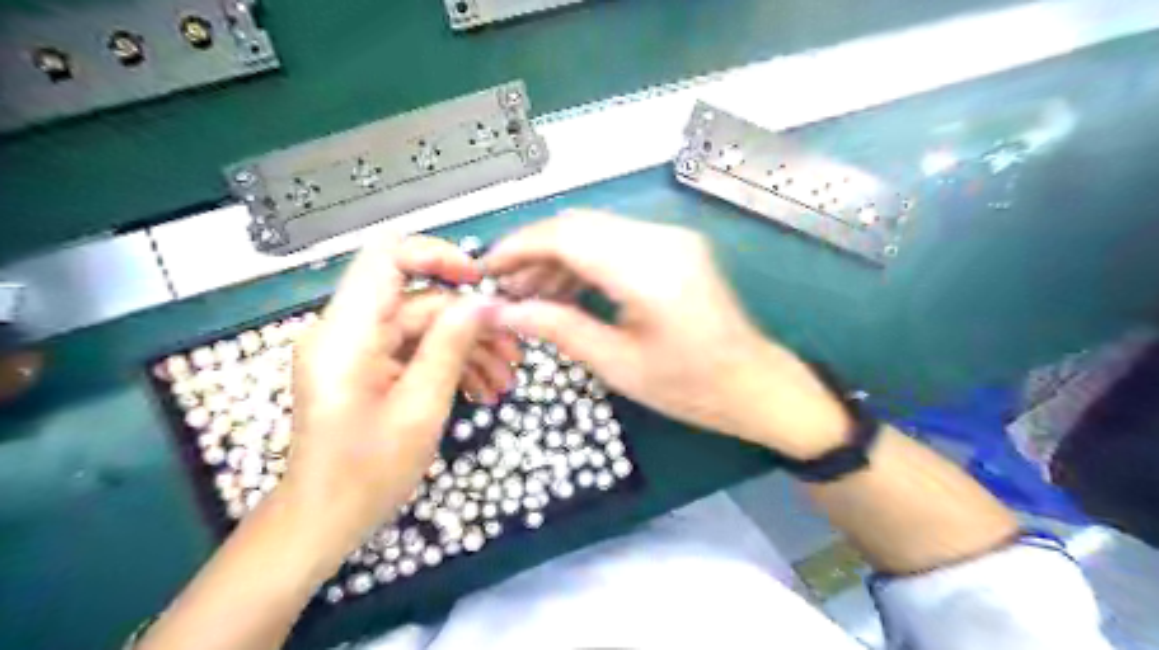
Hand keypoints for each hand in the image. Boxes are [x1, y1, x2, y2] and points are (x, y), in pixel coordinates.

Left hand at [282, 237, 501, 556]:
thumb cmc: (366, 473)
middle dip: (470, 324)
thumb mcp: (420, 409)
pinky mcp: (367, 367)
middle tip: (514, 354)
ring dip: (466, 348)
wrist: (322, 520)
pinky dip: (448, 364)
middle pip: (418, 301)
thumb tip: (482, 302)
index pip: (387, 258)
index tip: (480, 281)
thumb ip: (449, 346)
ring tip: (503, 381)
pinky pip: (414, 350)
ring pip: (423, 326)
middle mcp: (346, 330)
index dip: (437, 256)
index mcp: (346, 334)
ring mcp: (357, 349)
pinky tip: (481, 390)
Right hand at [485, 210, 849, 458]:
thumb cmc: (691, 386)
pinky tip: (566, 290)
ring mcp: (672, 239)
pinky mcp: (675, 247)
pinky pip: (616, 242)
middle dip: (535, 252)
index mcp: (649, 271)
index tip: (487, 269)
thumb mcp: (618, 365)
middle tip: (507, 289)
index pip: (567, 236)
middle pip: (579, 225)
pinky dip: (585, 261)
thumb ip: (559, 329)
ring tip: (532, 295)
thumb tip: (505, 311)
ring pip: (596, 230)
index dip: (519, 247)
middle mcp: (662, 240)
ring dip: (558, 257)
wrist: (754, 384)